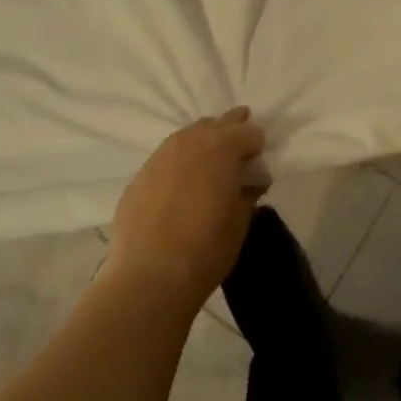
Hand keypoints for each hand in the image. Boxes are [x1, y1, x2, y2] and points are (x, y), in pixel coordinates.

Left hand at [107, 108, 265, 313]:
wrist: (149, 276)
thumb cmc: (206, 249)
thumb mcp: (240, 222)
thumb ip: (248, 192)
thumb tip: (252, 180)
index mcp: (221, 148)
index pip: (248, 133)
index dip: (257, 145)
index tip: (260, 161)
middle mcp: (190, 142)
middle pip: (217, 124)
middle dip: (232, 129)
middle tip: (241, 142)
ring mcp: (161, 156)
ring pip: (188, 135)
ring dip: (204, 141)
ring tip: (212, 157)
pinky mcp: (140, 175)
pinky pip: (167, 156)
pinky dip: (181, 161)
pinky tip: (182, 181)